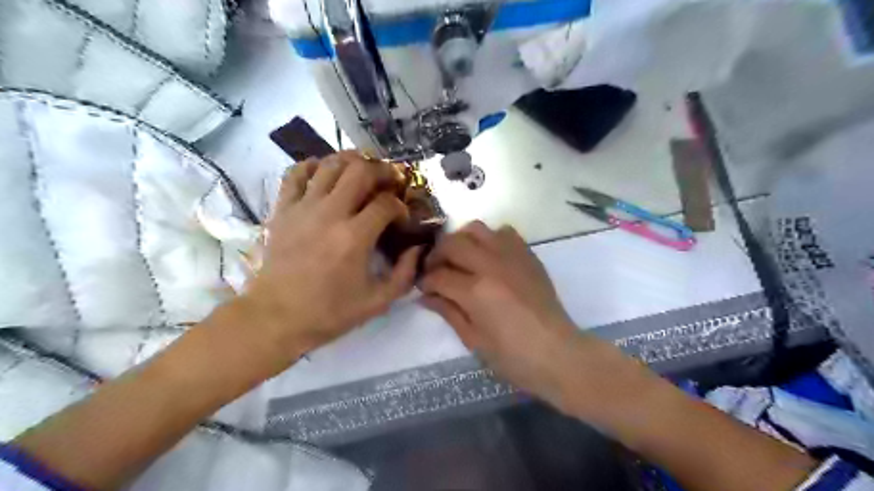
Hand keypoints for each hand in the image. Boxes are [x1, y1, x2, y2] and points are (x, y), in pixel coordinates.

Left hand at [236, 154, 419, 370]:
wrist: (277, 317)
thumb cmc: (329, 312)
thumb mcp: (378, 302)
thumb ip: (405, 274)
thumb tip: (417, 248)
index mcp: (354, 237)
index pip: (386, 203)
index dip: (400, 207)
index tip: (401, 219)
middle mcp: (330, 213)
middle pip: (360, 171)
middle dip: (382, 171)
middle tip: (390, 181)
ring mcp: (303, 207)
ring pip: (330, 165)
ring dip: (352, 162)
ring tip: (362, 170)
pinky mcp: (283, 209)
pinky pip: (296, 173)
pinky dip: (313, 166)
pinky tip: (325, 174)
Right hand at [419, 222, 615, 409]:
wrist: (558, 353)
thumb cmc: (513, 357)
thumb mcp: (473, 340)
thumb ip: (448, 312)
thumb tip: (425, 296)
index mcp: (475, 291)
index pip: (438, 275)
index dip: (425, 281)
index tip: (423, 287)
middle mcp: (491, 265)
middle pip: (452, 243)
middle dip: (437, 255)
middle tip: (436, 270)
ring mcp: (512, 255)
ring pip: (476, 229)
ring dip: (461, 241)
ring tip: (460, 258)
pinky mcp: (528, 254)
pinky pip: (504, 232)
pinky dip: (490, 239)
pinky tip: (488, 257)